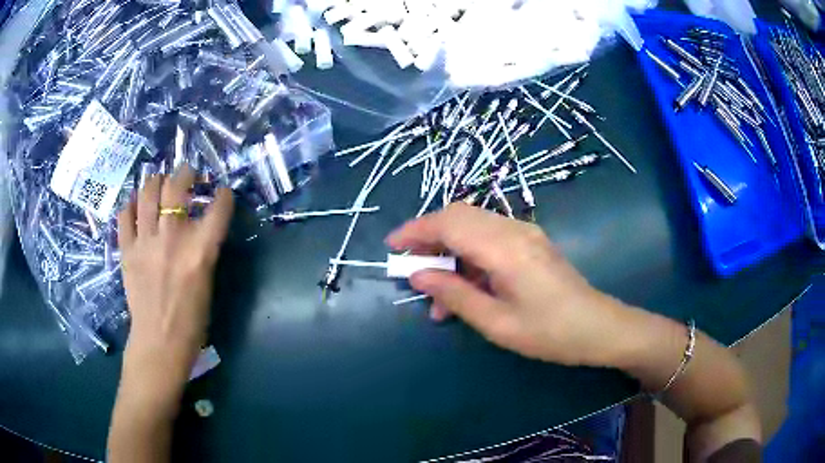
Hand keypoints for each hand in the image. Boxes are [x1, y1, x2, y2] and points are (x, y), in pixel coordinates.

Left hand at [117, 166, 233, 395]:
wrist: (159, 342)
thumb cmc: (191, 320)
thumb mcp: (208, 283)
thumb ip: (204, 250)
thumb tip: (201, 227)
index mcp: (200, 252)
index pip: (218, 208)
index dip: (223, 195)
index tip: (222, 192)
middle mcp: (172, 239)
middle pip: (177, 187)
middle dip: (185, 173)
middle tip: (187, 174)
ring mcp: (146, 242)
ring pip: (148, 192)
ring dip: (156, 181)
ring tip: (160, 182)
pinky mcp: (127, 251)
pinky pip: (126, 215)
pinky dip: (132, 204)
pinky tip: (137, 204)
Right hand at [386, 202, 635, 367]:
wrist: (598, 327)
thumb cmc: (550, 333)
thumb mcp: (497, 323)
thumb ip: (455, 295)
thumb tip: (417, 275)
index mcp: (505, 248)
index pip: (449, 223)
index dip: (416, 230)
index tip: (392, 247)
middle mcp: (514, 230)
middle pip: (459, 216)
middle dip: (429, 237)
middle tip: (412, 267)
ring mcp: (525, 233)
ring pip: (473, 226)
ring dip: (449, 251)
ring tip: (437, 294)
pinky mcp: (531, 242)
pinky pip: (490, 238)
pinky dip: (469, 257)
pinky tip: (465, 289)